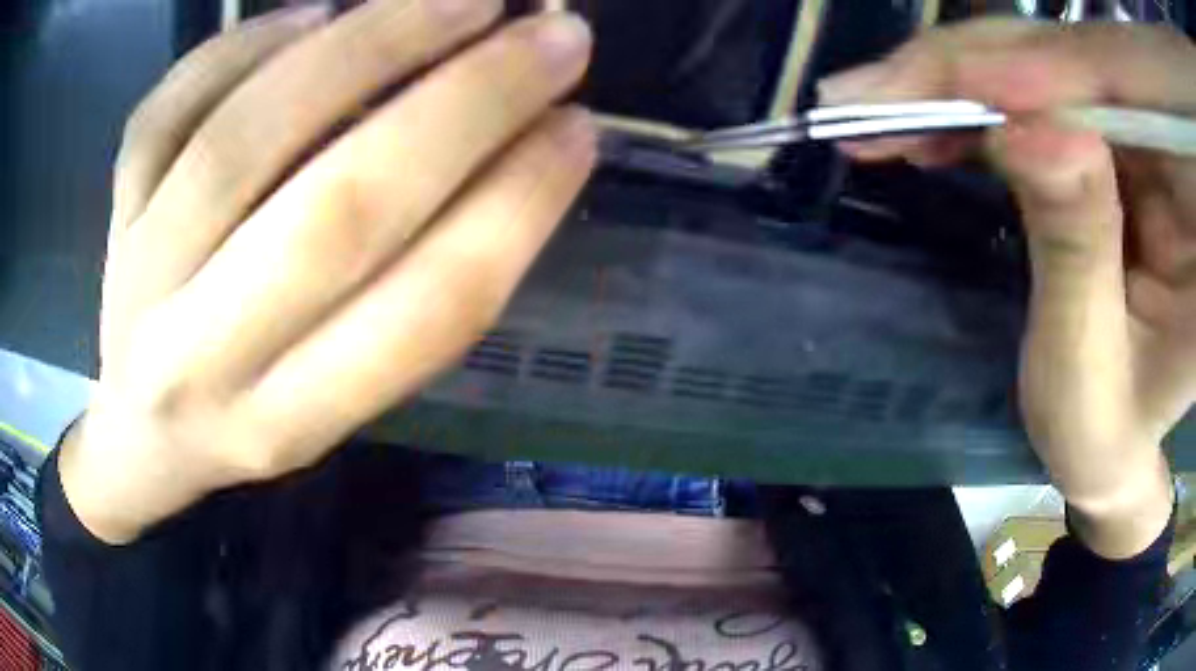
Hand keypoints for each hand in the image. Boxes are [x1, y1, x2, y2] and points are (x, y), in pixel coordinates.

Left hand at [59, 0, 595, 543]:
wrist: (140, 431)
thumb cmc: (245, 420)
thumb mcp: (331, 410)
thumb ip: (406, 305)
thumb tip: (508, 150)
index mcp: (289, 423)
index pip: (422, 313)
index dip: (518, 208)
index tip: (579, 128)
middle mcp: (204, 359)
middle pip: (337, 214)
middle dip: (464, 105)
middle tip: (552, 35)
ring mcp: (140, 276)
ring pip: (242, 141)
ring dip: (364, 47)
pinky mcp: (114, 214)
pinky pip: (167, 110)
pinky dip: (244, 44)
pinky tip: (312, 12)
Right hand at [820, 20, 1195, 556]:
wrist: (1125, 440)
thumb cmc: (1110, 431)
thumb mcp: (1093, 373)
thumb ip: (1076, 251)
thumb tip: (1021, 128)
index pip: (1126, 88)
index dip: (1037, 69)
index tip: (934, 89)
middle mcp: (1175, 147)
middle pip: (1081, 50)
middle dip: (981, 66)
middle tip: (877, 99)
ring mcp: (1151, 130)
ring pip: (1056, 54)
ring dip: (975, 78)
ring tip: (894, 111)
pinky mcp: (1122, 130)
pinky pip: (1050, 79)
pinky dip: (993, 92)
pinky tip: (949, 116)